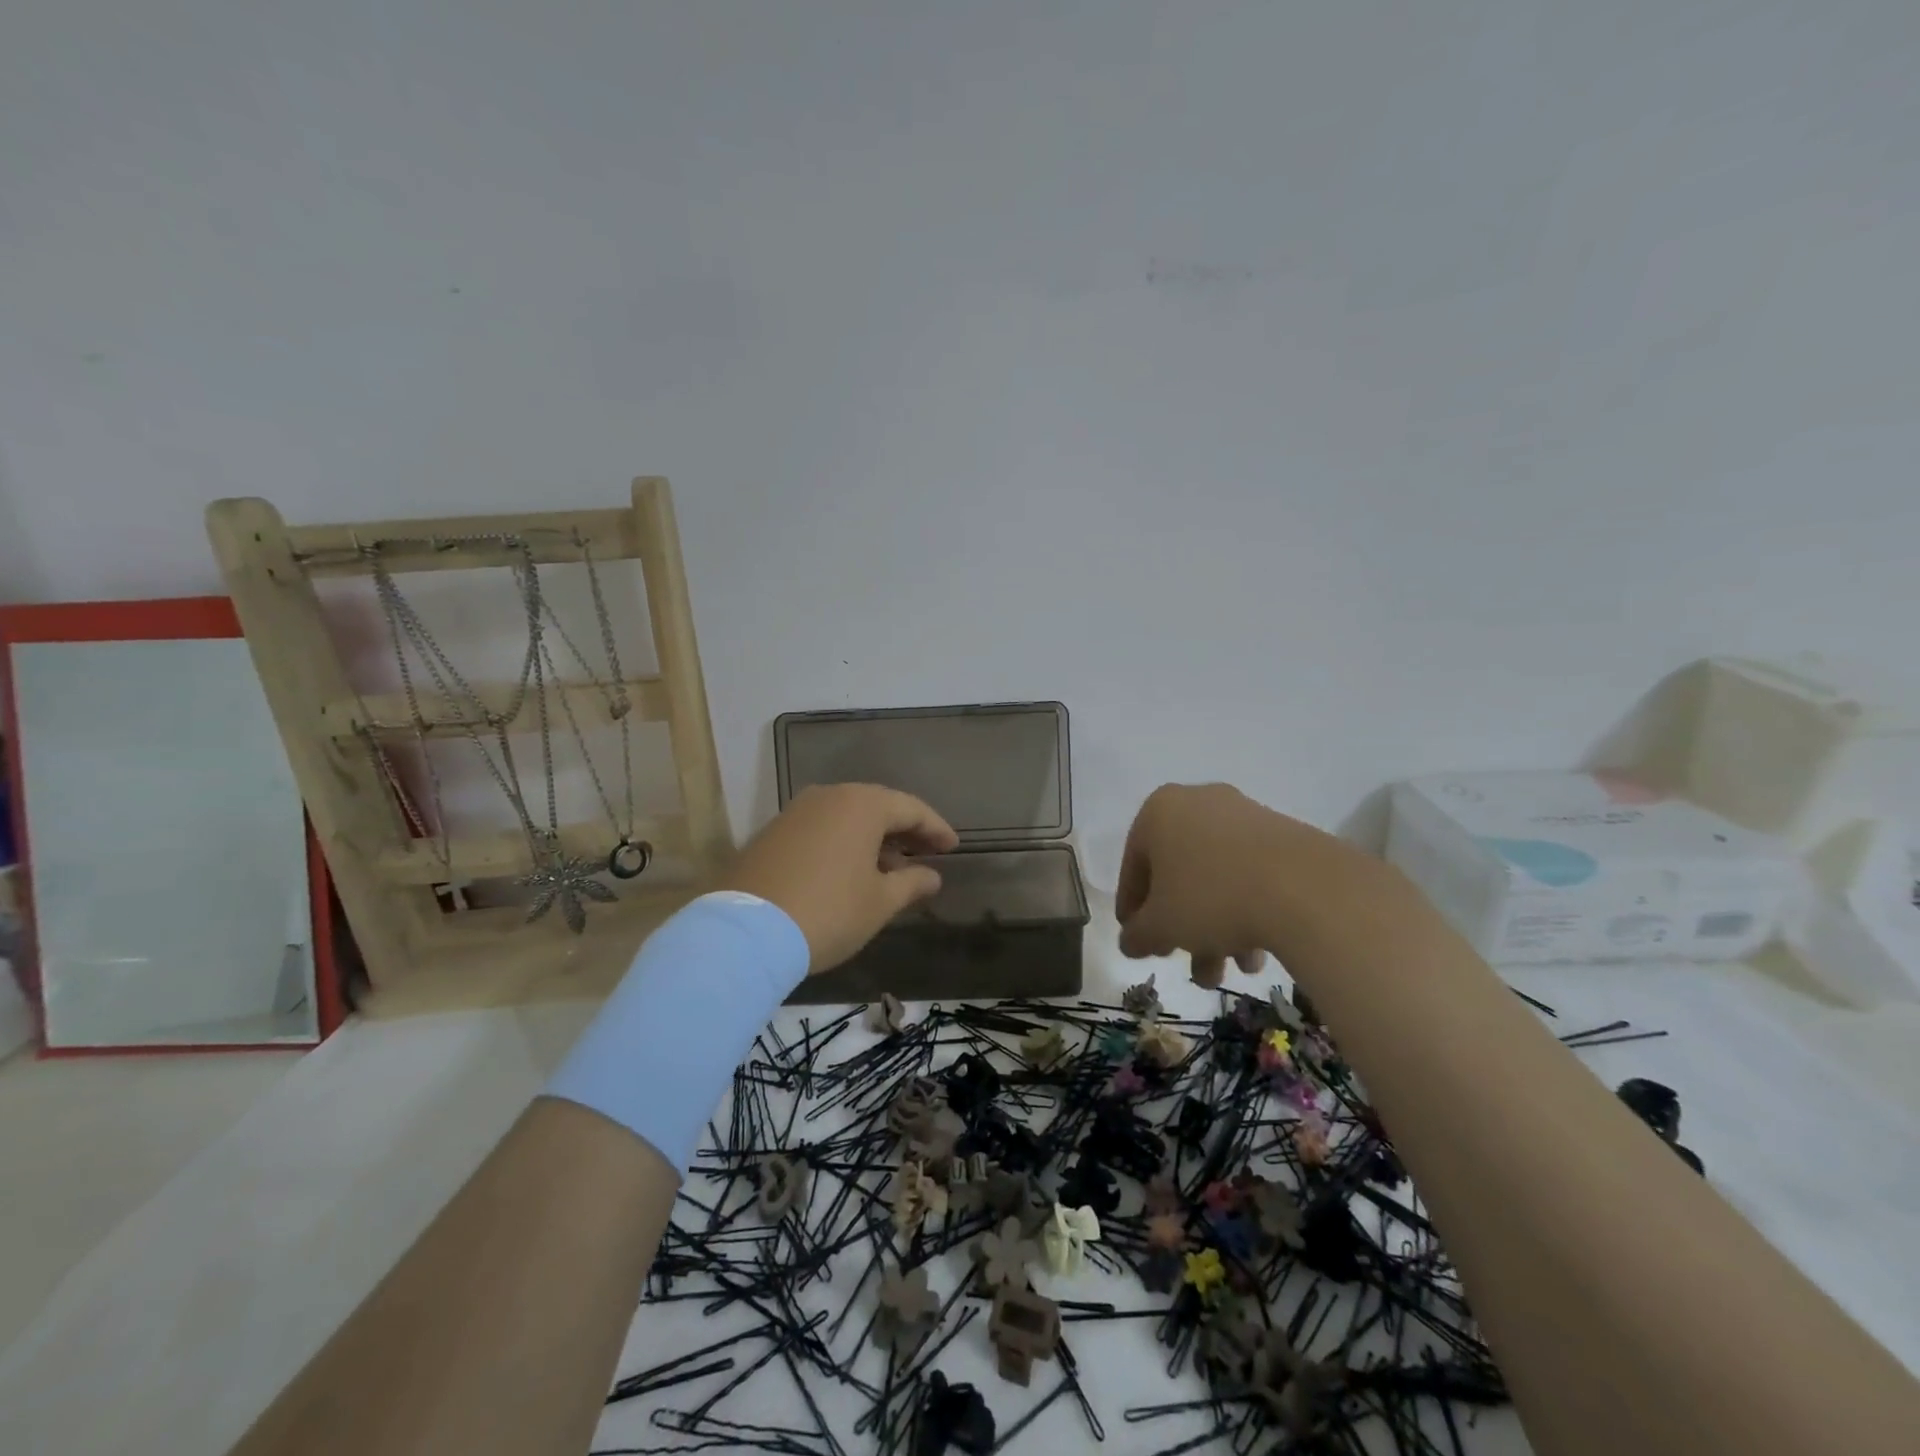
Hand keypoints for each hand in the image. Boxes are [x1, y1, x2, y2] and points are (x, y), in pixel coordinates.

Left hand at [720, 783, 958, 973]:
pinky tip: (851, 871)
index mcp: (861, 804)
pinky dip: (844, 843)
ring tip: (891, 868)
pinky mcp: (772, 832)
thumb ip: (911, 883)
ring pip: (847, 817)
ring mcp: (796, 812)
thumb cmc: (828, 912)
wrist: (746, 933)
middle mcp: (829, 796)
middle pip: (878, 807)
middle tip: (927, 853)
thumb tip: (933, 876)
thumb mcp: (879, 902)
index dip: (936, 828)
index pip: (911, 808)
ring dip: (874, 838)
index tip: (953, 847)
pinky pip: (821, 828)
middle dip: (905, 831)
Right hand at [1115, 783, 1349, 986]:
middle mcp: (1198, 802)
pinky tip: (1256, 954)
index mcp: (1159, 811)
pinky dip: (1246, 910)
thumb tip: (1130, 942)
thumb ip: (1137, 935)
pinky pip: (1250, 873)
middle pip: (1178, 874)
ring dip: (1216, 928)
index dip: (1132, 910)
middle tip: (1184, 962)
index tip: (1138, 940)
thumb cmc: (1211, 898)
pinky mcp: (1283, 833)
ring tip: (1227, 973)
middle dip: (1181, 926)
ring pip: (1216, 878)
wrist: (1304, 888)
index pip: (1133, 866)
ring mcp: (1244, 815)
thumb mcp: (1161, 926)